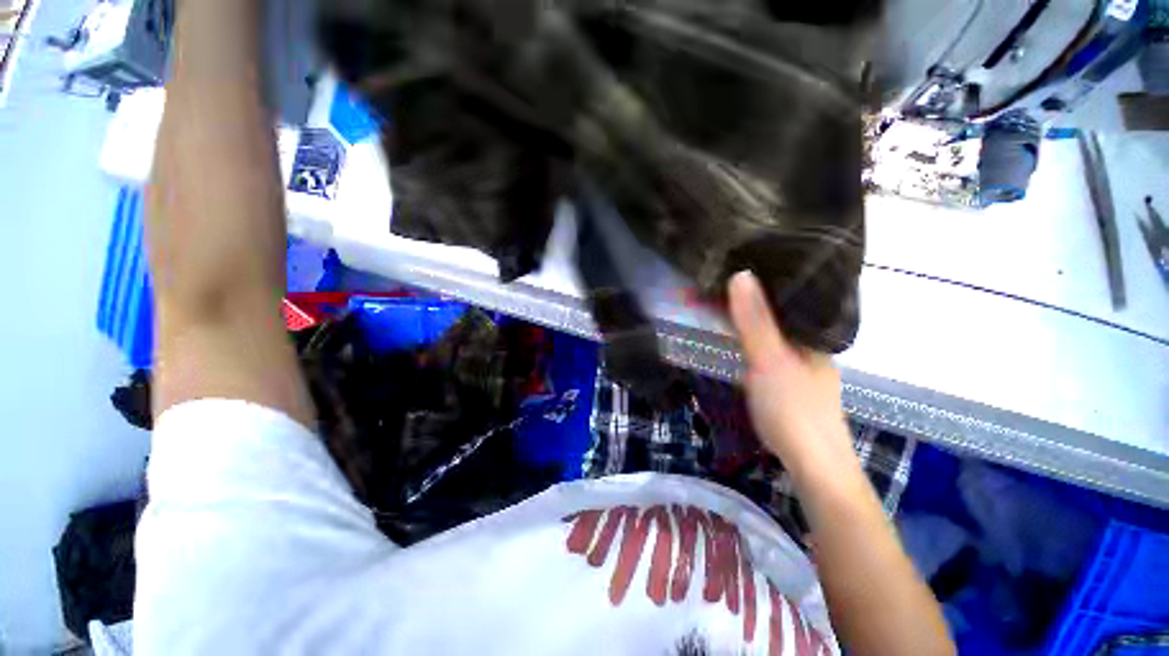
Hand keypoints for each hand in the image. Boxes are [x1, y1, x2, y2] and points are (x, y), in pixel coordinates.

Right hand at [728, 271, 855, 481]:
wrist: (811, 464)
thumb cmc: (792, 409)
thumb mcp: (769, 360)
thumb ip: (755, 321)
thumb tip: (741, 274)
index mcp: (814, 333)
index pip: (789, 294)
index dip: (761, 280)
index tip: (732, 267)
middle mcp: (812, 344)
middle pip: (780, 311)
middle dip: (751, 297)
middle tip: (720, 283)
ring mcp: (802, 363)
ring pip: (774, 330)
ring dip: (750, 317)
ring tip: (724, 302)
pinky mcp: (790, 379)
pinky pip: (769, 347)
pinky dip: (752, 336)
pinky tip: (739, 336)